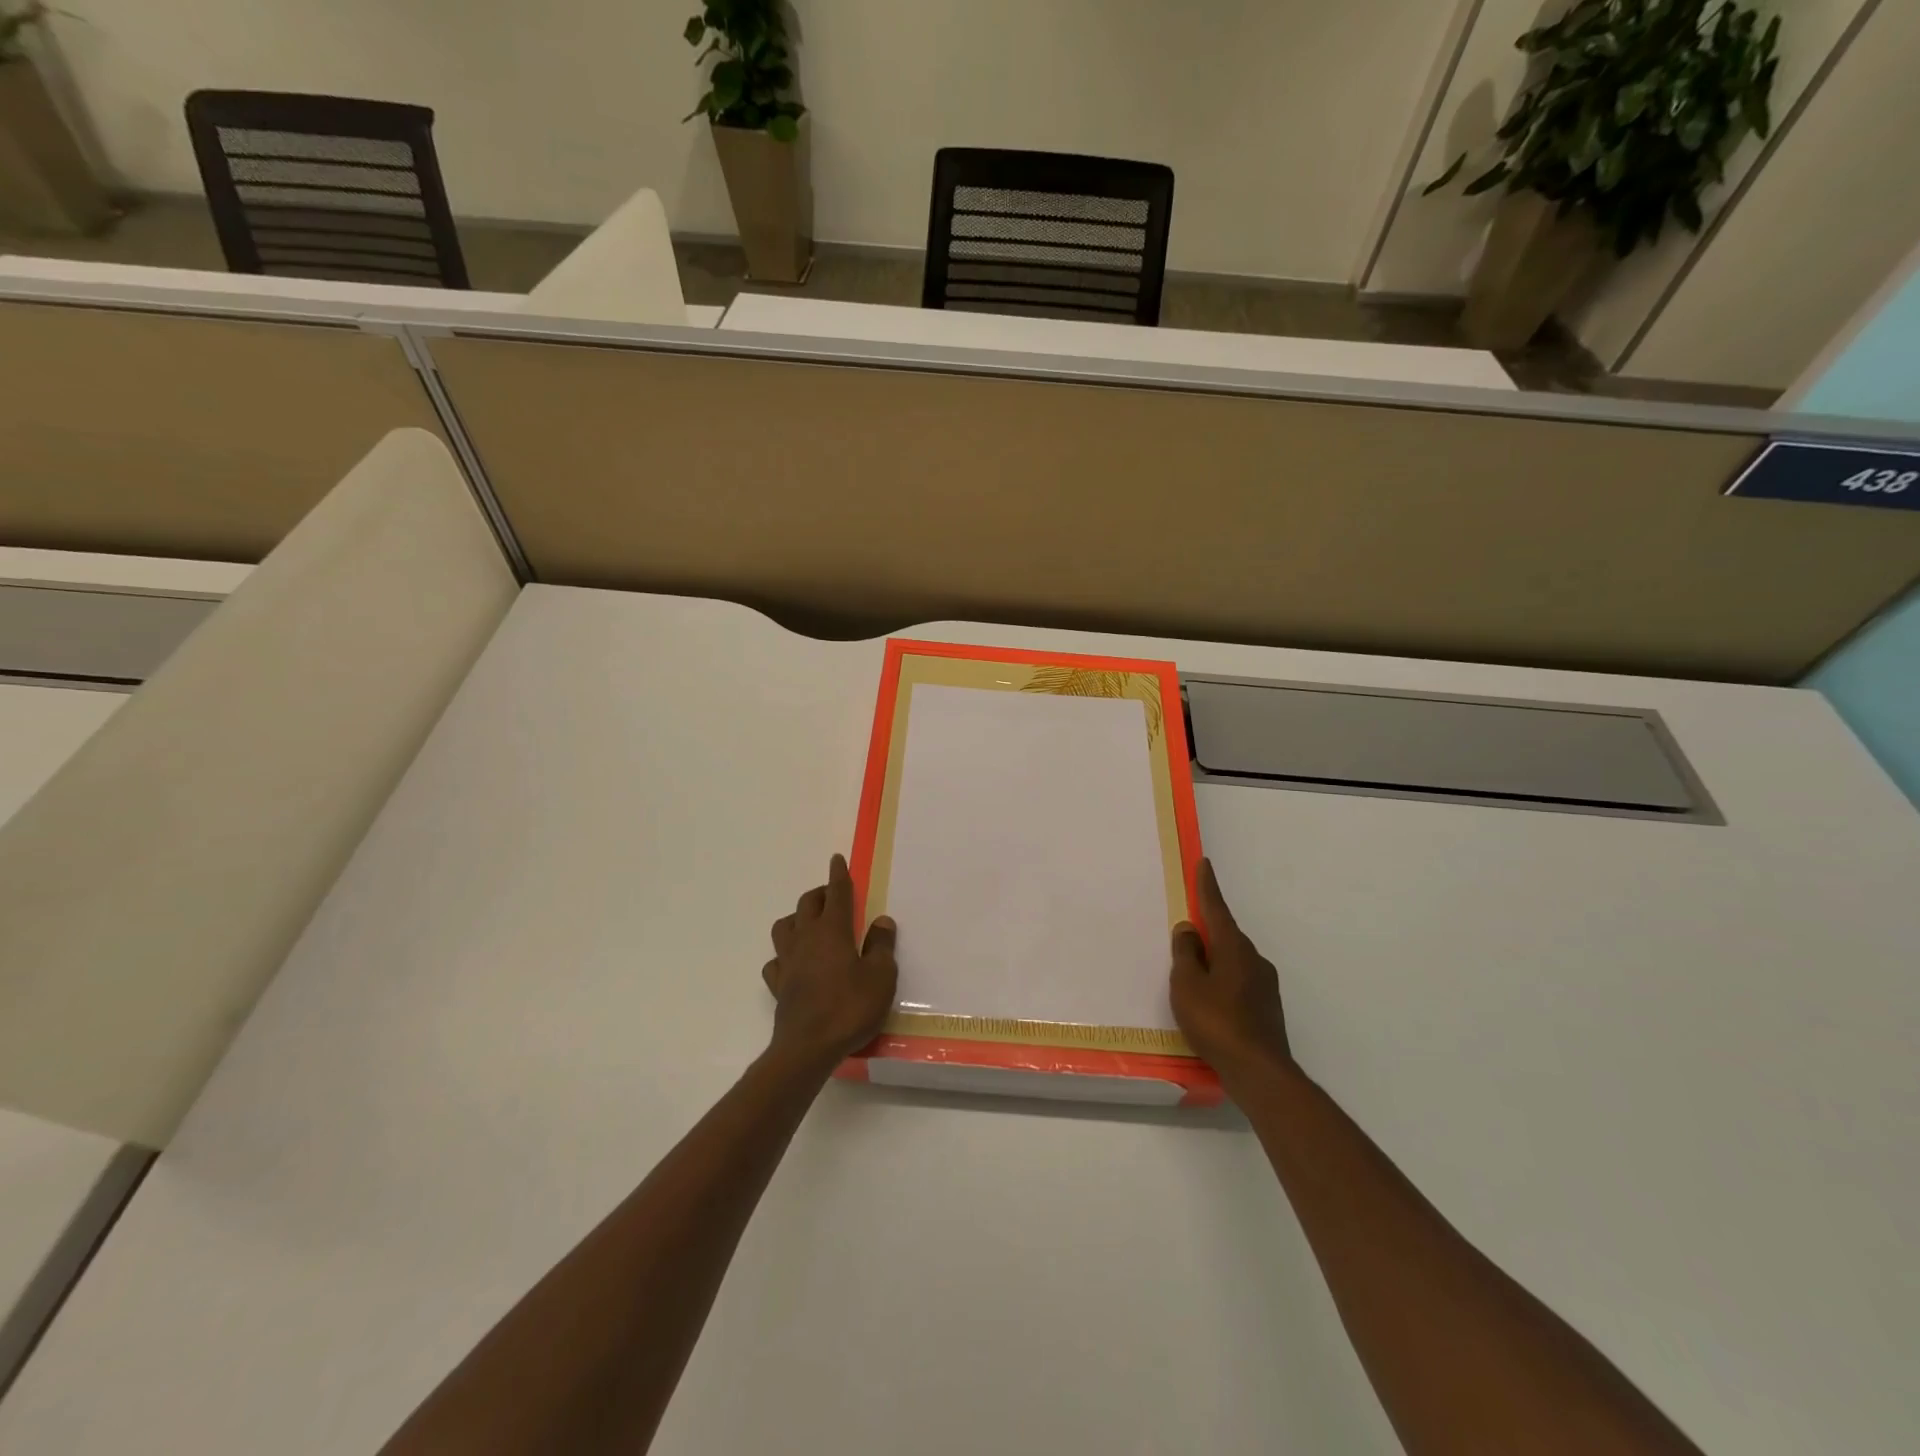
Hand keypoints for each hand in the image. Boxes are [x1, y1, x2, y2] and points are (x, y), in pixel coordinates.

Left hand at [762, 854, 898, 1070]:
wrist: (808, 1047)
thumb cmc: (849, 1008)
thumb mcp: (880, 977)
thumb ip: (881, 946)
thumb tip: (881, 921)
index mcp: (833, 931)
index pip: (837, 894)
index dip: (838, 875)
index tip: (836, 859)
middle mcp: (806, 938)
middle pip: (808, 903)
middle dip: (820, 893)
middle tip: (833, 895)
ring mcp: (788, 961)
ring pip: (784, 926)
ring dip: (797, 918)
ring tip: (810, 923)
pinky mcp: (778, 985)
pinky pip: (776, 960)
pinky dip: (784, 955)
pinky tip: (794, 962)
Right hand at [1170, 858, 1290, 1082]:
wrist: (1259, 1071)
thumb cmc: (1216, 1022)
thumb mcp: (1187, 985)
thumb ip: (1186, 954)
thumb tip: (1189, 929)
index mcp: (1234, 948)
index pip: (1217, 909)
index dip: (1208, 887)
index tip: (1204, 863)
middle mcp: (1254, 960)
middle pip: (1226, 936)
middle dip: (1207, 932)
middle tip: (1186, 935)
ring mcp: (1265, 985)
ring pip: (1234, 961)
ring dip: (1215, 960)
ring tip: (1193, 977)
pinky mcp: (1268, 1008)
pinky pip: (1239, 982)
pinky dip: (1223, 982)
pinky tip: (1211, 1003)